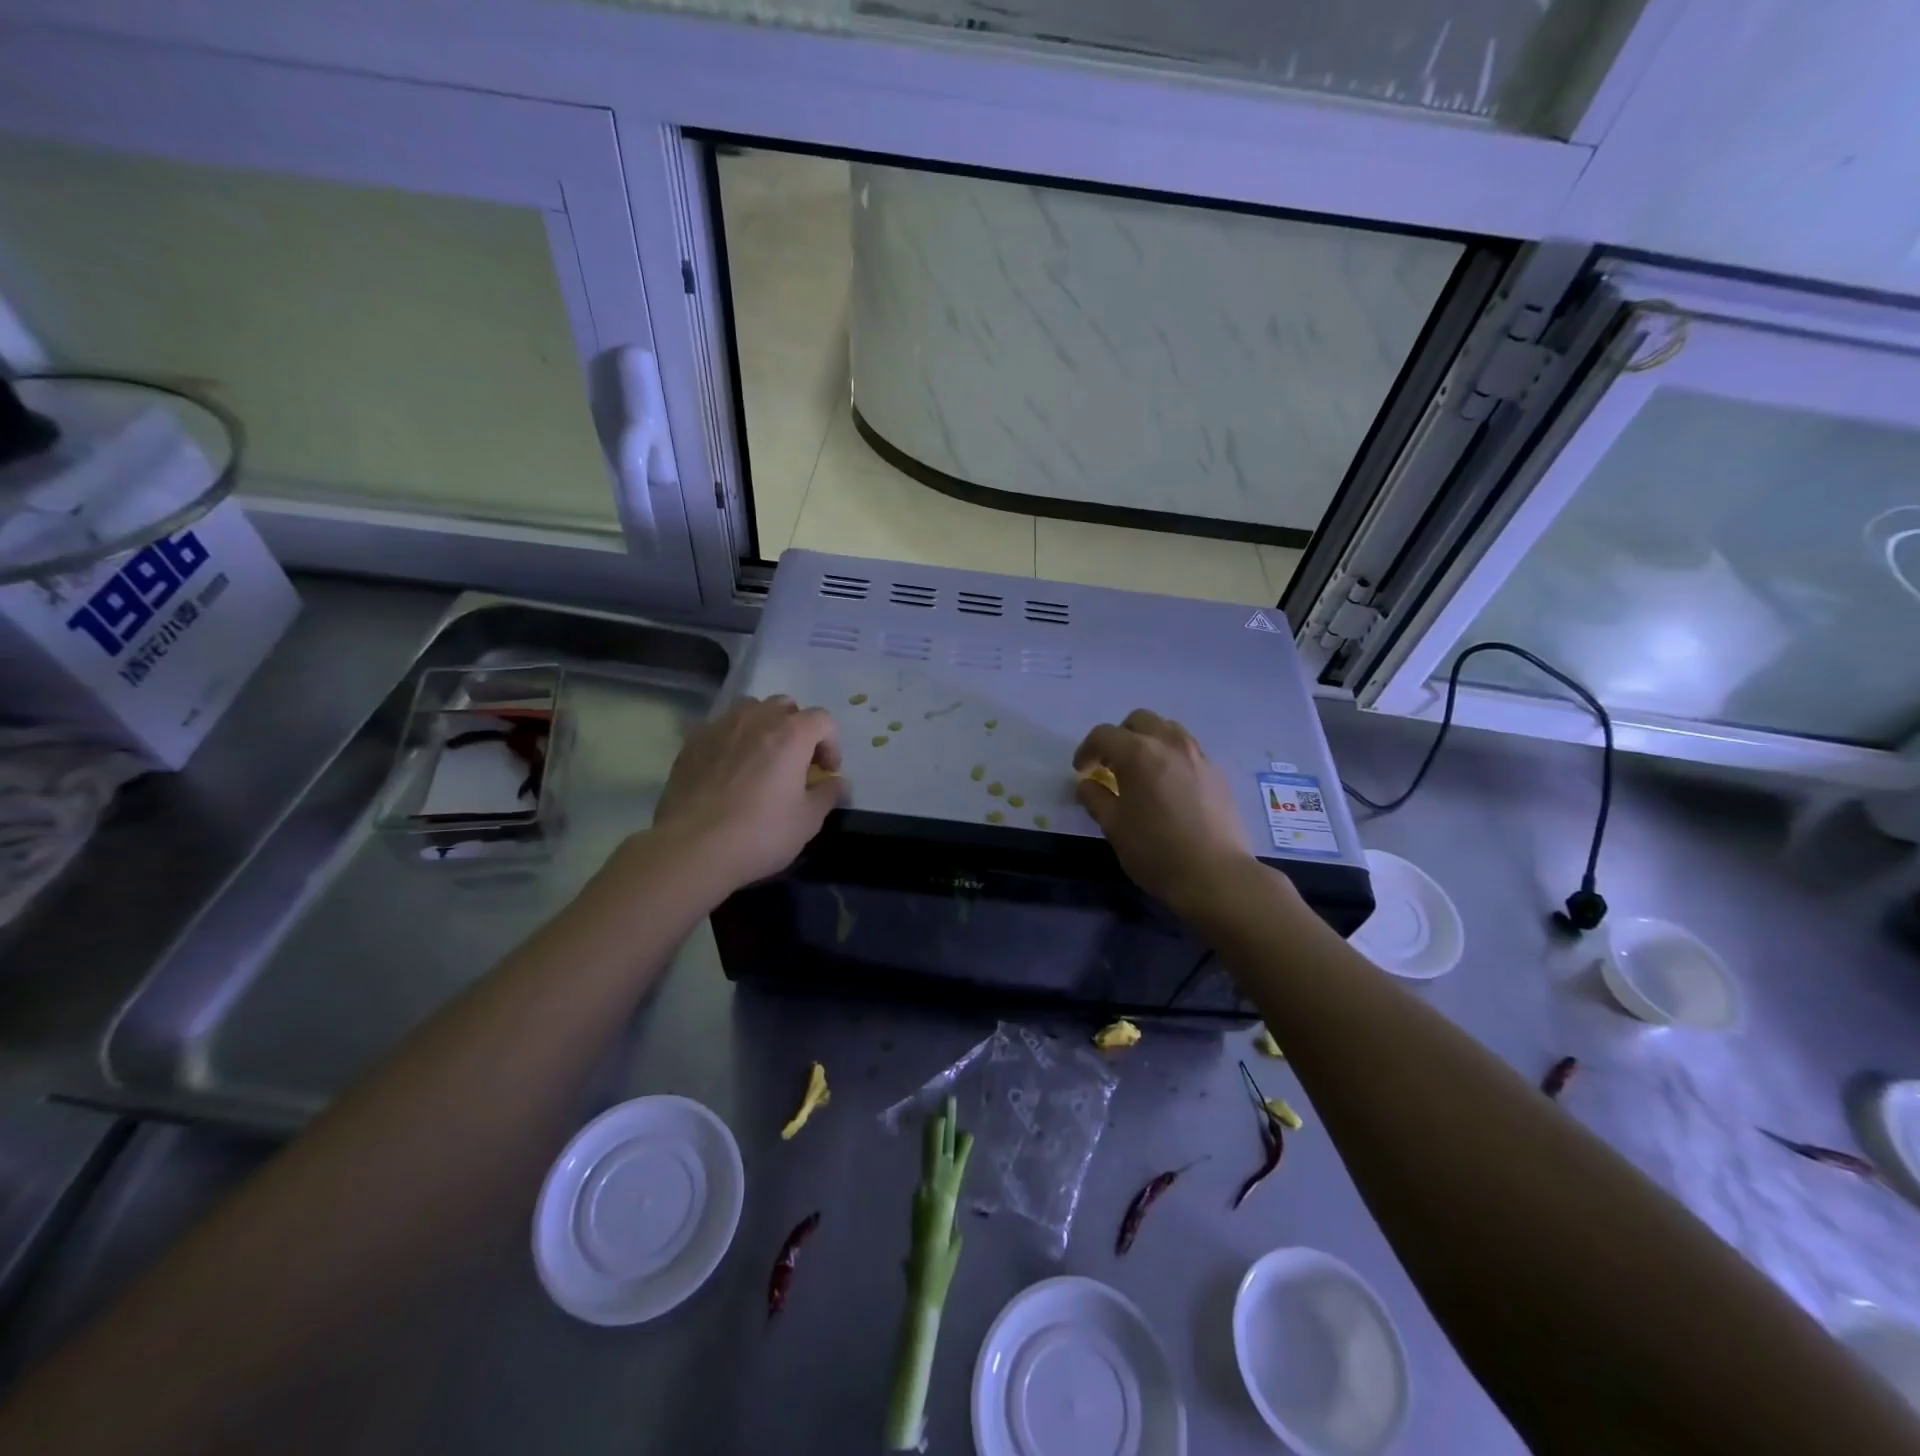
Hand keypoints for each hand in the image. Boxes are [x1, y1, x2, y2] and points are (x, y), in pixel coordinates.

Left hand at [649, 695, 842, 893]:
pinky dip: (733, 739)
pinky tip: (728, 770)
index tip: (826, 772)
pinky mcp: (692, 742)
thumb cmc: (760, 833)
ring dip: (764, 726)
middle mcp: (756, 719)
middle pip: (786, 706)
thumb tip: (836, 782)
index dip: (831, 744)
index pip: (822, 719)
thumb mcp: (808, 820)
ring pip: (750, 709)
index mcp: (791, 734)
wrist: (692, 848)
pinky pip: (721, 727)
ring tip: (761, 758)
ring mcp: (720, 727)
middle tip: (796, 762)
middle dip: (797, 728)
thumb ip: (828, 793)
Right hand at [1073, 709, 1254, 913]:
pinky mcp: (1217, 773)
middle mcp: (1169, 743)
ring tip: (1142, 770)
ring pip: (1168, 729)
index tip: (1082, 770)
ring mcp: (1198, 756)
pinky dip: (1171, 757)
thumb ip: (1095, 798)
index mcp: (1138, 753)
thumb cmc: (1155, 851)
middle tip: (1111, 764)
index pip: (1104, 735)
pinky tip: (1169, 786)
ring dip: (1149, 741)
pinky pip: (1188, 750)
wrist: (1215, 875)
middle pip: (1139, 720)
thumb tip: (1087, 784)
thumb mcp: (1113, 827)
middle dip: (1120, 736)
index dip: (1086, 750)